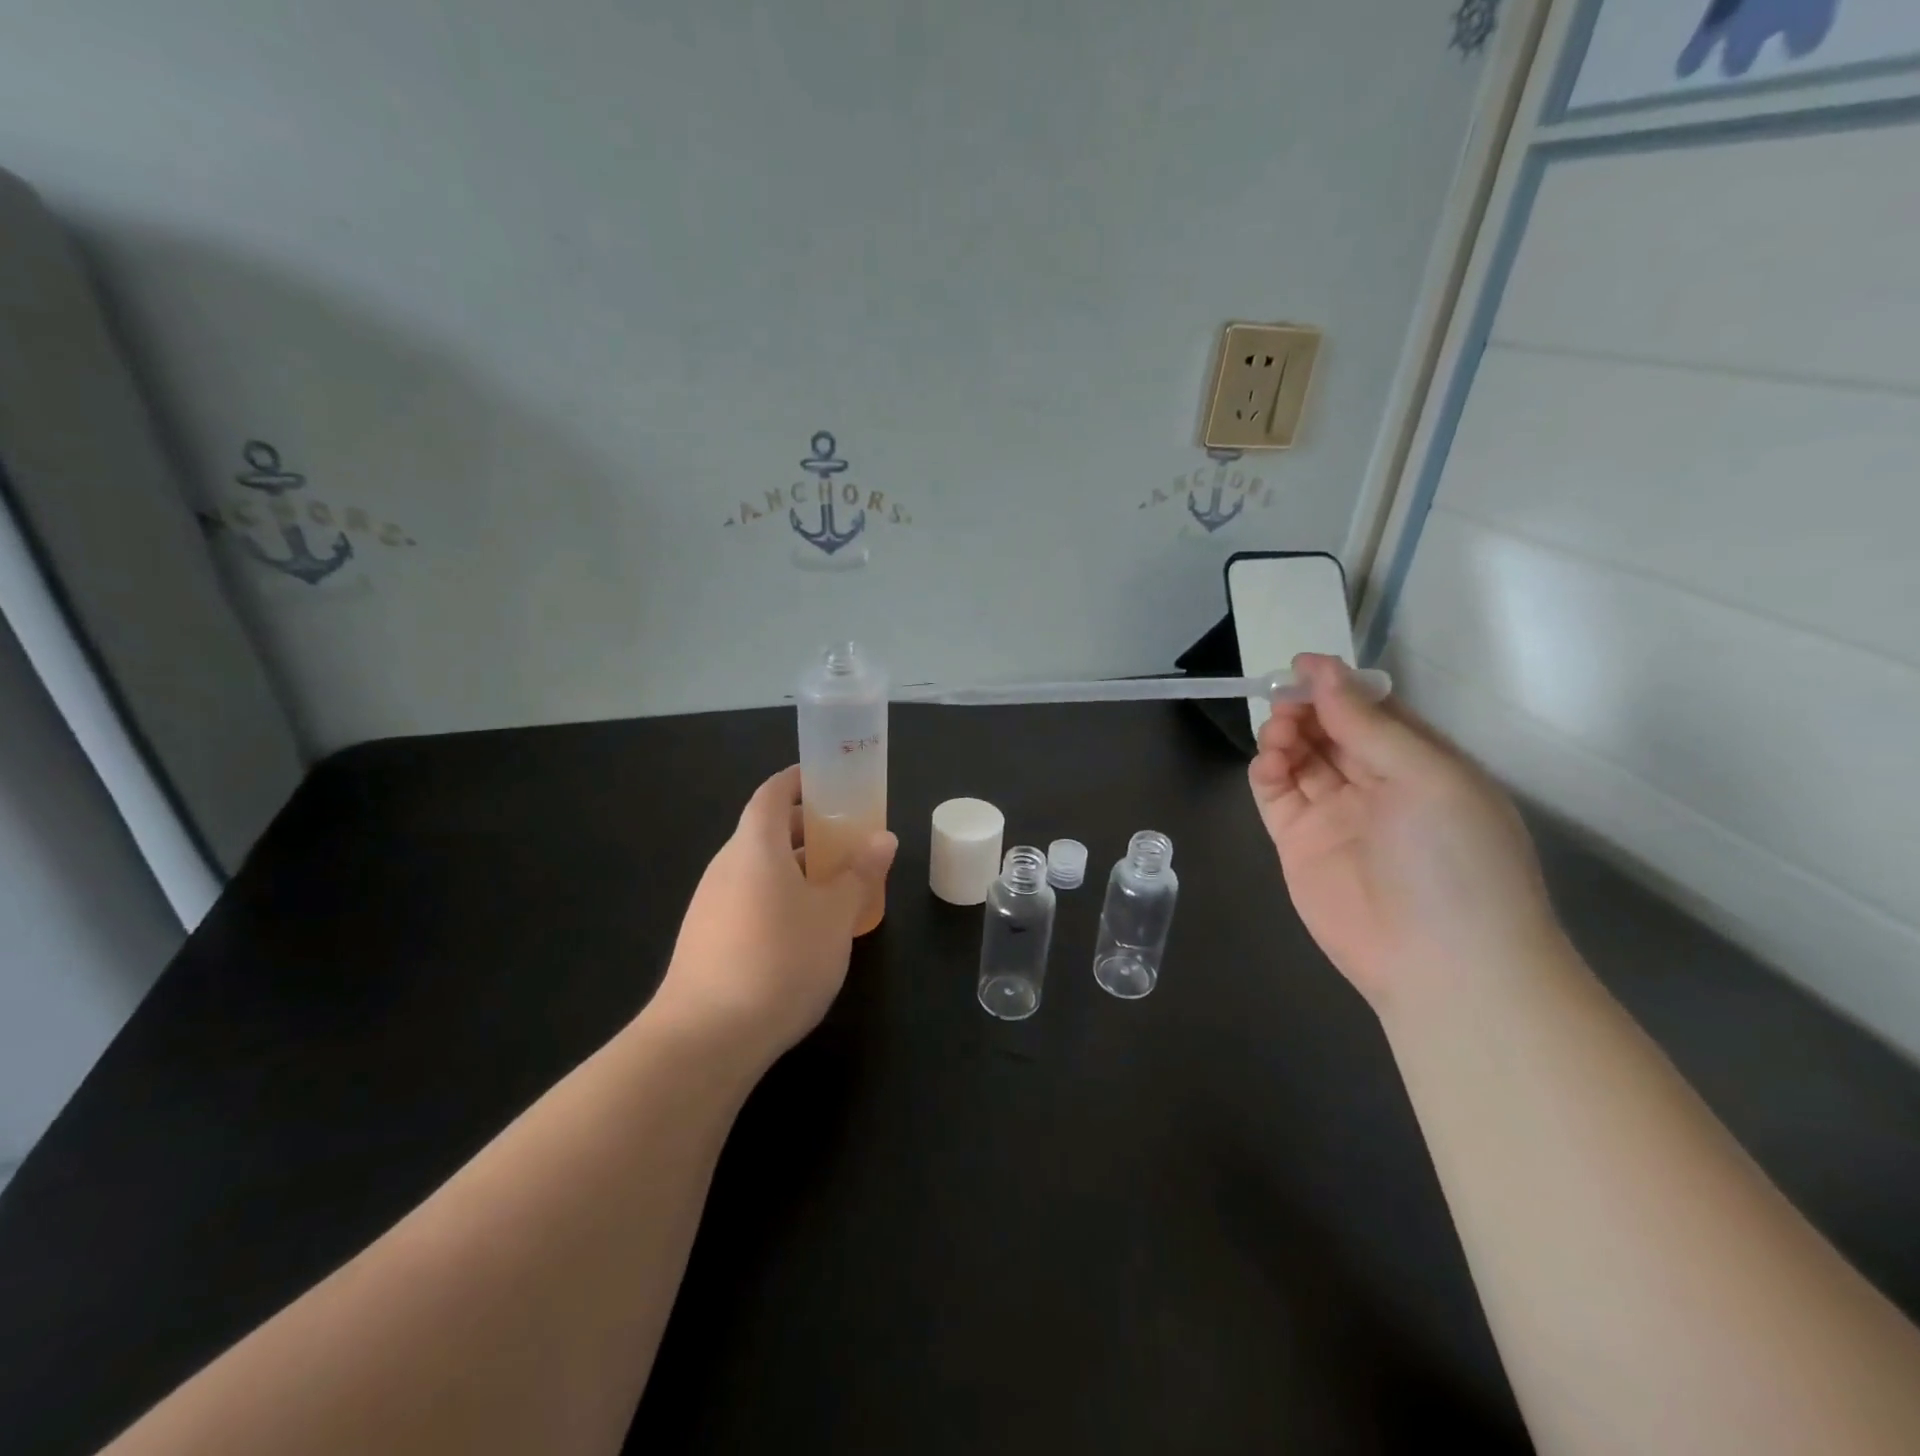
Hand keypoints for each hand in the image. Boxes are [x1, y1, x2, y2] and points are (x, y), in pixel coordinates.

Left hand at [652, 766, 896, 1060]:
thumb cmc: (779, 961)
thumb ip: (859, 873)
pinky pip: (749, 899)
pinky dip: (779, 897)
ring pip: (759, 869)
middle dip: (808, 828)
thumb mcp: (834, 916)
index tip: (830, 781)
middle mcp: (726, 866)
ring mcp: (711, 904)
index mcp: (755, 846)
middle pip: (766, 831)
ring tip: (836, 885)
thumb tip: (882, 839)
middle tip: (848, 838)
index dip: (799, 781)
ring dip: (796, 867)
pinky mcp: (706, 940)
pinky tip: (805, 930)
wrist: (704, 1040)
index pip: (772, 794)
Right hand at [1248, 654, 1563, 1012]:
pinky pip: (1275, 794)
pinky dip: (1266, 771)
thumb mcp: (1428, 777)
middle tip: (1285, 703)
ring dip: (1284, 735)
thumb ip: (1369, 724)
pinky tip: (1268, 762)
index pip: (1373, 711)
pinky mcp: (1298, 843)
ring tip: (1280, 734)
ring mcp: (1335, 815)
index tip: (1301, 666)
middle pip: (1330, 730)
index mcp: (1421, 764)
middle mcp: (1377, 785)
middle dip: (1306, 709)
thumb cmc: (1455, 859)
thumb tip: (1322, 670)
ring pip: (1299, 757)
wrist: (1442, 965)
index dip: (1338, 686)